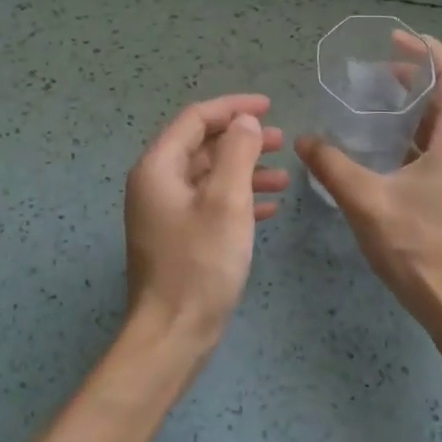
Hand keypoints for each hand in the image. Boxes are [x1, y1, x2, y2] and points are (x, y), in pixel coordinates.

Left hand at [124, 93, 288, 354]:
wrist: (173, 334)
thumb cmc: (201, 263)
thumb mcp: (226, 201)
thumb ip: (238, 152)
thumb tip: (244, 122)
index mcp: (159, 167)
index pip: (196, 119)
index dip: (233, 108)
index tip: (270, 107)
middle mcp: (156, 184)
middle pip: (202, 146)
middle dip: (243, 140)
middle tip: (282, 141)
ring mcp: (165, 213)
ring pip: (209, 177)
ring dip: (246, 171)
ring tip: (285, 176)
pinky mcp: (178, 238)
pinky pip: (210, 205)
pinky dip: (239, 199)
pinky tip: (270, 208)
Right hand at [296, 35, 441, 340]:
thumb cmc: (418, 248)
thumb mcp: (367, 202)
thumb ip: (333, 166)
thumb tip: (305, 140)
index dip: (428, 49)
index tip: (394, 40)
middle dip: (413, 76)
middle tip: (371, 71)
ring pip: (440, 125)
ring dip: (410, 108)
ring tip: (369, 104)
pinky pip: (434, 150)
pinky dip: (409, 137)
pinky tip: (377, 150)